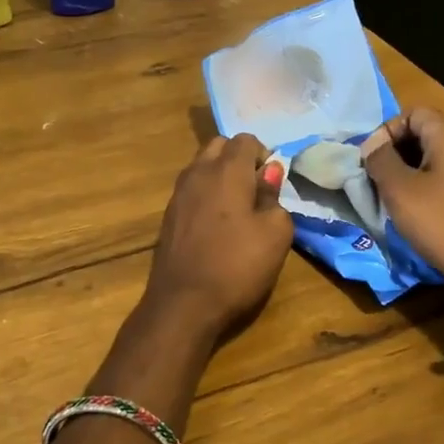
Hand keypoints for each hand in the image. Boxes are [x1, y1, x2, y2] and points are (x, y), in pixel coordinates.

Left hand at [143, 134, 293, 338]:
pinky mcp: (168, 217)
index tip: (273, 184)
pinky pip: (191, 191)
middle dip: (239, 160)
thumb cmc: (237, 266)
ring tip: (237, 210)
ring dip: (220, 177)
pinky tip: (216, 227)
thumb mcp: (275, 234)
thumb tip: (268, 175)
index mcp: (226, 170)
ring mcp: (177, 195)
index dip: (264, 155)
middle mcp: (197, 173)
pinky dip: (206, 196)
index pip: (246, 140)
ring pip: (201, 167)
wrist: (183, 304)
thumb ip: (274, 198)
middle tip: (255, 192)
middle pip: (218, 146)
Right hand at [362, 108, 443, 300]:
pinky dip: (425, 186)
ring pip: (434, 157)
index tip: (370, 158)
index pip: (413, 112)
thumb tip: (373, 145)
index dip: (387, 130)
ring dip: (408, 171)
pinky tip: (414, 210)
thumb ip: (381, 160)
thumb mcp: (400, 190)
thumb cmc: (441, 222)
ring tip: (390, 195)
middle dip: (395, 151)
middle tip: (375, 177)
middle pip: (425, 133)